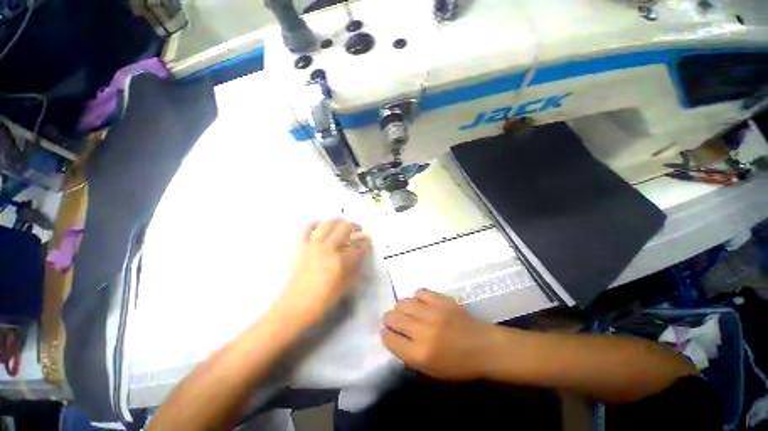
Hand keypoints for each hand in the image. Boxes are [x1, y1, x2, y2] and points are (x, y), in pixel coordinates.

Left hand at [279, 219, 371, 322]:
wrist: (297, 305)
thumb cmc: (325, 299)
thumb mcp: (347, 287)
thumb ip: (357, 269)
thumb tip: (362, 256)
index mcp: (341, 261)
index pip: (359, 246)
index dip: (366, 241)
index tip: (368, 239)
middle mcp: (329, 248)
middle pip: (344, 228)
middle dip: (355, 226)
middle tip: (358, 229)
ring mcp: (314, 245)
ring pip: (327, 224)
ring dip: (337, 221)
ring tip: (342, 223)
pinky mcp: (301, 246)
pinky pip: (307, 229)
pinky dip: (314, 224)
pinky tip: (320, 225)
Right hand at [381, 289, 496, 379]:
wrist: (483, 347)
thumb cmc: (457, 364)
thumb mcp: (429, 369)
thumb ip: (407, 354)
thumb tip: (392, 336)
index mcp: (419, 354)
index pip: (390, 338)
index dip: (385, 334)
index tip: (387, 332)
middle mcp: (422, 331)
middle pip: (392, 317)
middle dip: (389, 319)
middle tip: (395, 321)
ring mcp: (432, 312)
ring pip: (403, 302)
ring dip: (401, 308)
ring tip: (408, 312)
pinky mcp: (441, 300)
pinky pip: (420, 292)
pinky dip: (417, 298)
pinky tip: (422, 304)